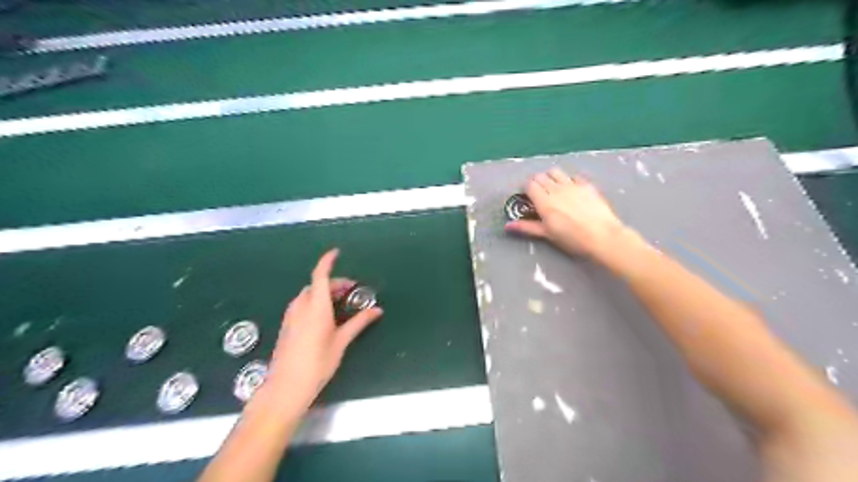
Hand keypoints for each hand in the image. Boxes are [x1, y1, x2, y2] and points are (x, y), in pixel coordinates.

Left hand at [264, 250, 378, 412]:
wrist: (286, 388)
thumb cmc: (317, 364)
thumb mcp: (341, 342)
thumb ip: (359, 323)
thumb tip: (377, 310)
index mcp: (316, 307)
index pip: (320, 276)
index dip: (327, 262)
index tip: (336, 253)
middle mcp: (301, 307)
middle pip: (316, 285)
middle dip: (333, 282)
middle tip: (350, 290)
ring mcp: (291, 316)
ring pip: (307, 295)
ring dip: (323, 292)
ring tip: (339, 302)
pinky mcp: (286, 326)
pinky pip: (301, 305)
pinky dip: (314, 301)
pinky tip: (324, 316)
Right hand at [504, 167, 627, 261]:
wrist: (602, 236)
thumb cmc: (572, 238)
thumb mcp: (547, 234)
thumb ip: (527, 227)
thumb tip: (507, 226)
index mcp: (544, 201)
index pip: (530, 184)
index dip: (527, 189)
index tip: (528, 198)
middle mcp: (556, 188)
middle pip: (541, 176)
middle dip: (537, 182)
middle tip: (539, 194)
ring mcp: (572, 185)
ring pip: (556, 172)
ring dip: (551, 177)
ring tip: (554, 188)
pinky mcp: (586, 185)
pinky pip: (573, 176)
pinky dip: (568, 180)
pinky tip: (572, 190)